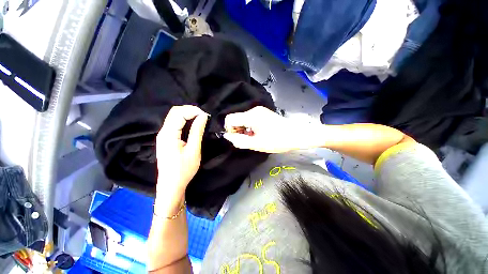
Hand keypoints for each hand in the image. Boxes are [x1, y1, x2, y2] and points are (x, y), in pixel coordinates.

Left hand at [155, 105, 208, 215]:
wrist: (171, 185)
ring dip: (187, 115)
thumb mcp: (194, 150)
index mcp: (168, 134)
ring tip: (200, 119)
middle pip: (174, 112)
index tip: (206, 115)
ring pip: (174, 117)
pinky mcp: (166, 139)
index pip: (178, 113)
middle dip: (190, 110)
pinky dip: (184, 120)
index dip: (193, 110)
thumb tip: (203, 116)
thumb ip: (197, 131)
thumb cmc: (183, 170)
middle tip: (204, 116)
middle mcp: (163, 132)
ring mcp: (163, 135)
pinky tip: (192, 124)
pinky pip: (174, 124)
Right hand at [224, 106, 322, 152]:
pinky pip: (250, 119)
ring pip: (243, 119)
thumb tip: (227, 136)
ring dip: (244, 129)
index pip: (230, 118)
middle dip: (237, 130)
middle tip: (246, 140)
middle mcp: (254, 110)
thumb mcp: (256, 144)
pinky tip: (257, 133)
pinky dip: (249, 127)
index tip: (237, 139)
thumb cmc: (277, 140)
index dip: (230, 130)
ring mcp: (259, 110)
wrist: (297, 135)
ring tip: (253, 138)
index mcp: (251, 115)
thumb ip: (239, 140)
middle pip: (236, 118)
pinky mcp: (263, 113)